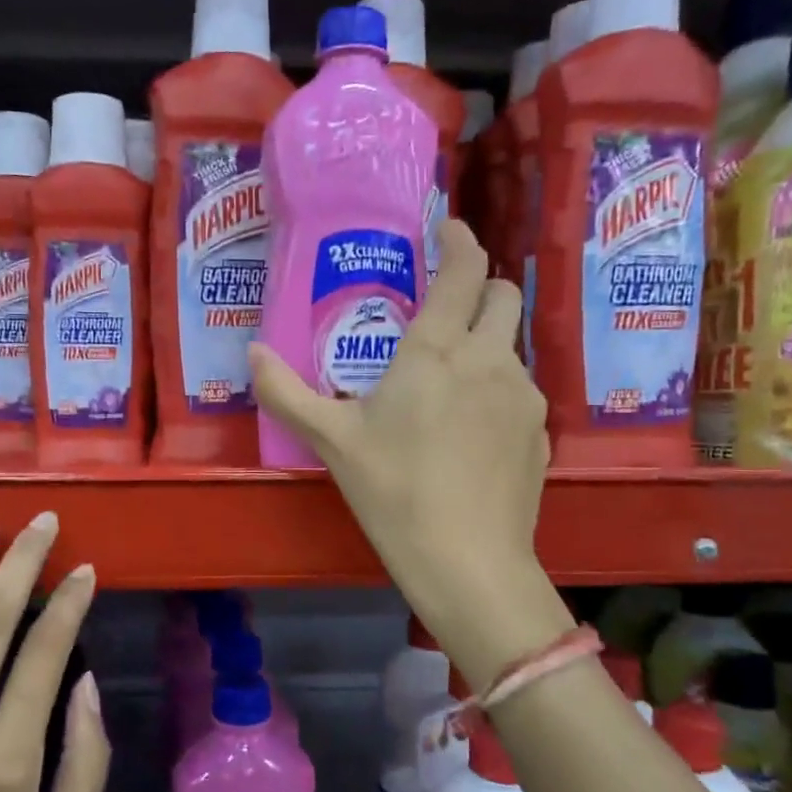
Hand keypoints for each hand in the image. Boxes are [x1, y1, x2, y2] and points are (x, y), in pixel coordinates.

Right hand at [249, 220, 558, 679]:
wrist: (468, 562)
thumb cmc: (394, 491)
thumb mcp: (331, 441)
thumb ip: (286, 392)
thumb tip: (251, 353)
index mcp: (438, 350)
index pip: (463, 270)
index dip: (458, 239)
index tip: (446, 228)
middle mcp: (490, 359)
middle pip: (502, 295)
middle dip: (477, 288)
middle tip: (442, 310)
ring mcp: (524, 395)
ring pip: (510, 346)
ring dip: (483, 343)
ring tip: (446, 383)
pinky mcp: (540, 432)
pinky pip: (519, 389)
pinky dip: (495, 389)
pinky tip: (469, 431)